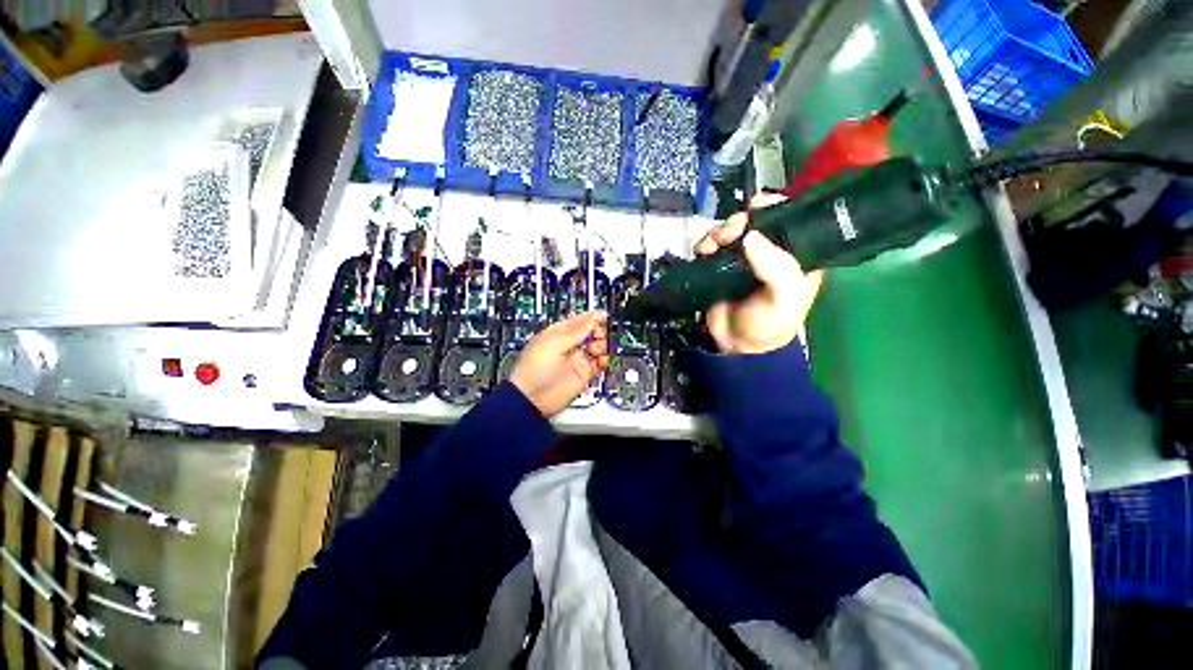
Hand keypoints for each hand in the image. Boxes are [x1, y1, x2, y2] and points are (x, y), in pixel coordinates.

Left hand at [510, 310, 609, 417]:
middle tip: (597, 335)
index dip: (591, 317)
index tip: (602, 316)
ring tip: (595, 349)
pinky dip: (604, 360)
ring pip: (598, 346)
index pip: (579, 320)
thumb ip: (577, 331)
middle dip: (598, 331)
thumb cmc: (534, 369)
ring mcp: (577, 359)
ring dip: (601, 345)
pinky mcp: (584, 374)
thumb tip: (593, 317)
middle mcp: (570, 345)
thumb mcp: (555, 343)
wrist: (532, 398)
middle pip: (591, 332)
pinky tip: (600, 360)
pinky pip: (600, 364)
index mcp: (559, 333)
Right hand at [694, 195, 825, 354]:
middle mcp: (768, 252)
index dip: (773, 207)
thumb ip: (777, 268)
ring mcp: (741, 259)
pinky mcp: (719, 267)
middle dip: (738, 221)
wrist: (735, 345)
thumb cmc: (768, 324)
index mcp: (794, 255)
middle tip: (728, 233)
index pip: (788, 219)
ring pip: (729, 231)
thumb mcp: (784, 298)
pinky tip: (703, 251)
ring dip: (718, 232)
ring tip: (711, 245)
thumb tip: (750, 236)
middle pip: (753, 221)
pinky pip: (711, 246)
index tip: (755, 207)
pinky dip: (705, 244)